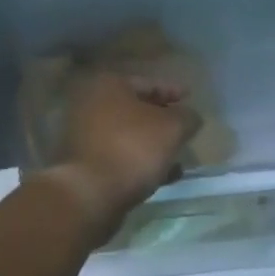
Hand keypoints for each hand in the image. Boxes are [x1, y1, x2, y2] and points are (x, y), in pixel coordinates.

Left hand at [47, 72, 201, 236]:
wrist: (90, 193)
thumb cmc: (133, 148)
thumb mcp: (172, 128)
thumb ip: (187, 117)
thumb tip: (190, 117)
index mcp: (109, 86)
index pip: (148, 82)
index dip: (172, 90)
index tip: (190, 97)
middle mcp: (91, 105)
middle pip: (135, 109)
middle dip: (161, 120)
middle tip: (183, 127)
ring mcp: (84, 136)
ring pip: (128, 135)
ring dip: (152, 144)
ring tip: (178, 156)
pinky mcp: (84, 164)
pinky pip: (119, 157)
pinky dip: (140, 162)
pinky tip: (163, 176)